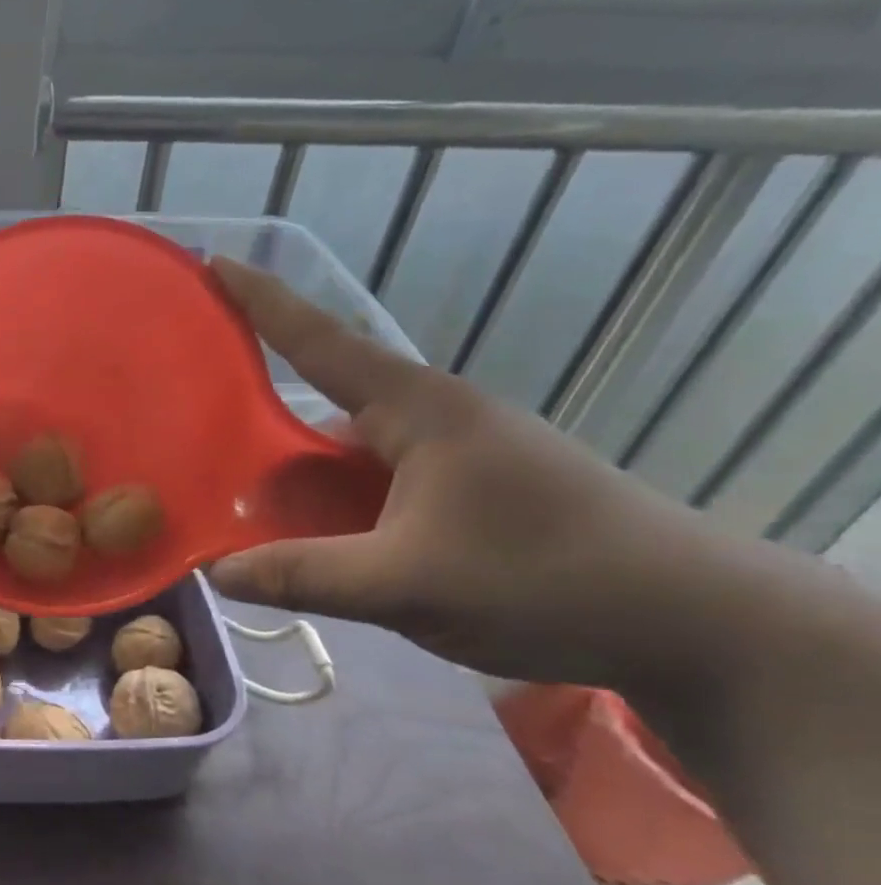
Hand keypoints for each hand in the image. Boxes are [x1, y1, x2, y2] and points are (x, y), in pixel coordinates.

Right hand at [206, 260, 739, 691]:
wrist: (689, 621)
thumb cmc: (544, 578)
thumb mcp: (407, 582)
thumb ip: (303, 575)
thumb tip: (214, 573)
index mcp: (418, 410)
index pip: (322, 341)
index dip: (263, 302)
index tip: (213, 264)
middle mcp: (431, 420)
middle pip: (323, 410)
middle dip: (261, 430)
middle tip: (196, 451)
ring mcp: (451, 459)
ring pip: (348, 459)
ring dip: (299, 484)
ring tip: (239, 515)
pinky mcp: (464, 496)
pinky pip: (373, 491)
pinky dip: (333, 512)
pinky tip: (308, 545)